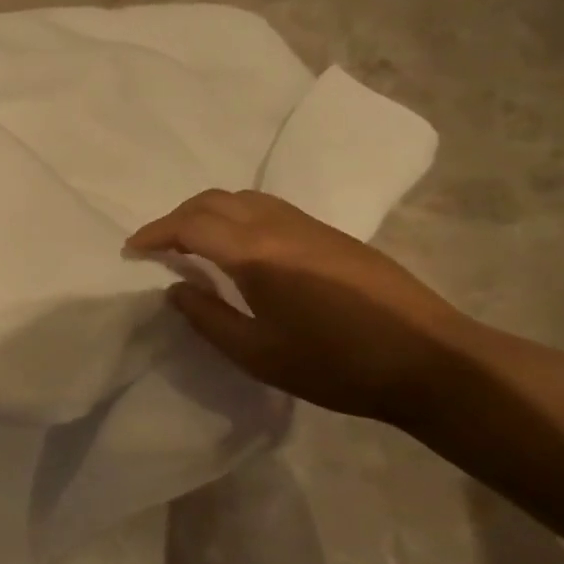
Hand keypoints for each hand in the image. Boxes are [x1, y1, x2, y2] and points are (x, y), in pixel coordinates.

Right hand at [126, 190, 469, 421]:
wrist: (430, 361)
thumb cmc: (336, 365)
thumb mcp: (258, 354)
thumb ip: (208, 318)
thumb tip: (176, 288)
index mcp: (256, 255)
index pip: (191, 226)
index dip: (155, 233)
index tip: (132, 249)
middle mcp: (279, 227)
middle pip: (214, 201)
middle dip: (177, 217)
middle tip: (157, 245)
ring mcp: (309, 226)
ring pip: (243, 198)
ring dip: (208, 212)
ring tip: (193, 242)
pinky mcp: (331, 234)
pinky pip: (269, 207)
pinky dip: (237, 215)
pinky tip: (240, 246)